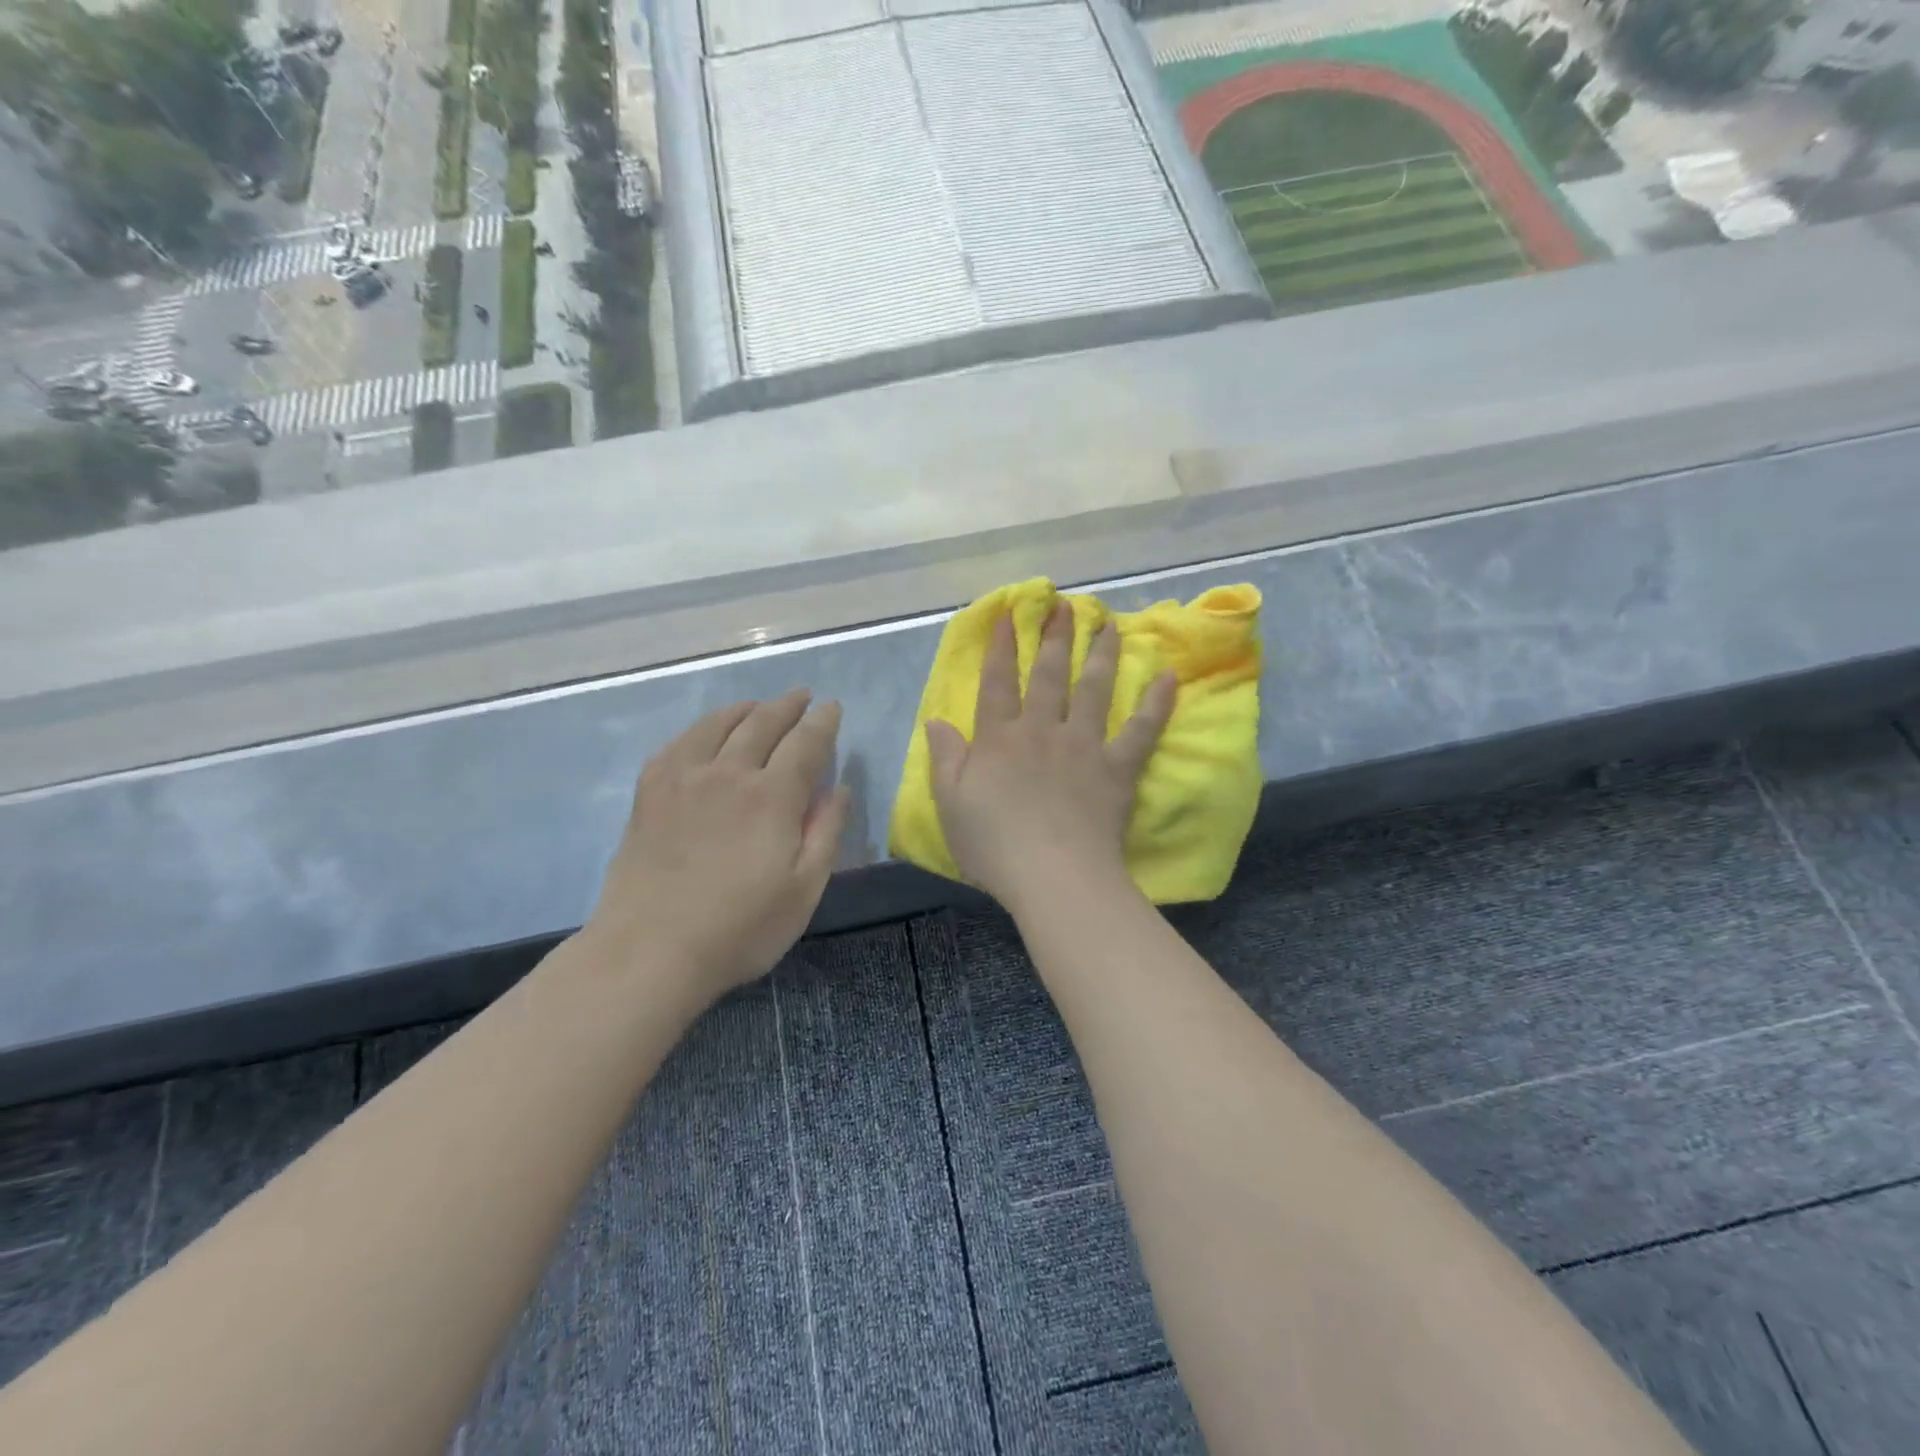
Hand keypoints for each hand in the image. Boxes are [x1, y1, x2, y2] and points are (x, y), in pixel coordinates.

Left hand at [586, 691, 850, 1001]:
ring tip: (759, 706)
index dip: (822, 722)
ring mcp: (683, 778)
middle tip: (802, 696)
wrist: (649, 951)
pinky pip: (680, 742)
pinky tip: (707, 732)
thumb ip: (825, 833)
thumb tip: (840, 788)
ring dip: (746, 709)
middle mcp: (729, 773)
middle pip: (763, 723)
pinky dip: (702, 727)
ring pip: (719, 724)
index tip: (832, 707)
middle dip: (788, 705)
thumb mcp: (804, 891)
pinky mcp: (650, 791)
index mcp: (772, 796)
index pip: (806, 743)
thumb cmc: (739, 928)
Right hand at [926, 603, 1174, 916]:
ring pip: (1092, 689)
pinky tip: (1167, 677)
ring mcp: (1083, 745)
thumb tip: (936, 720)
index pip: (997, 683)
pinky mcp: (1117, 768)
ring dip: (1100, 654)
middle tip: (1064, 605)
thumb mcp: (950, 803)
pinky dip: (1155, 704)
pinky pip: (1141, 730)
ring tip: (1109, 624)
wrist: (1053, 875)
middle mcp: (1042, 730)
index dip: (1000, 648)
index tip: (1007, 615)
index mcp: (999, 739)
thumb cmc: (994, 844)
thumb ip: (945, 758)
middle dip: (1053, 637)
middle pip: (1047, 675)